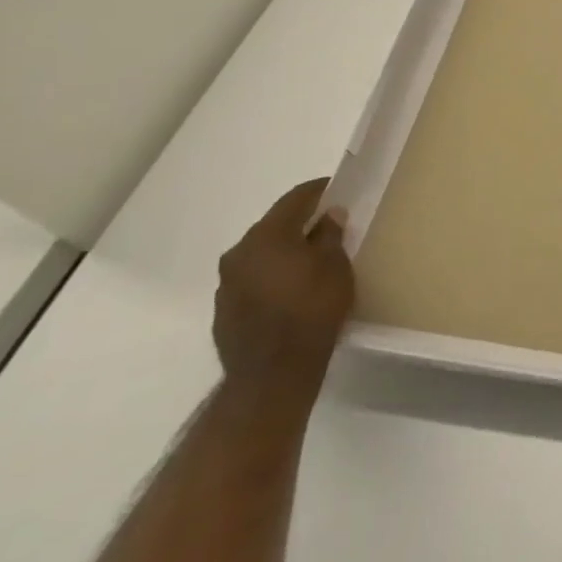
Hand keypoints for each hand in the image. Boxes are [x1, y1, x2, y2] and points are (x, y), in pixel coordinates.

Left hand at [214, 179, 355, 411]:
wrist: (272, 374)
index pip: (294, 199)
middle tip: (329, 226)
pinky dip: (274, 277)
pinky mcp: (225, 310)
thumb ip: (330, 236)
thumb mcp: (335, 268)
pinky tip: (293, 291)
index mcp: (266, 236)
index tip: (337, 188)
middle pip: (274, 226)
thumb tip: (329, 215)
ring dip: (285, 252)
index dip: (319, 190)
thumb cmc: (312, 310)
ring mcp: (227, 283)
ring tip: (312, 261)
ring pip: (262, 255)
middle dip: (301, 223)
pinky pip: (254, 280)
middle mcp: (239, 253)